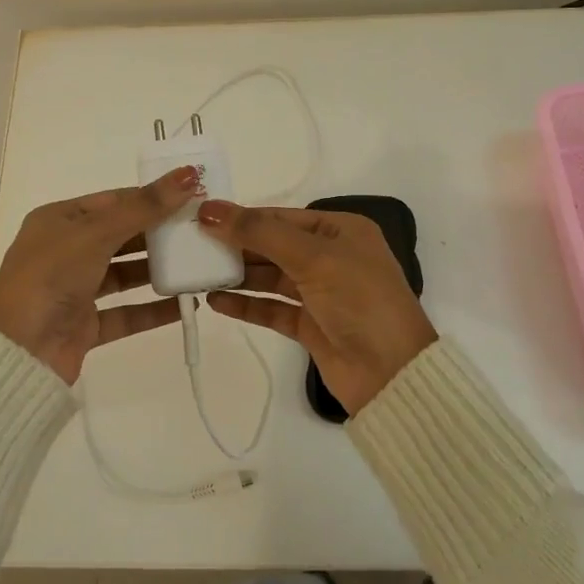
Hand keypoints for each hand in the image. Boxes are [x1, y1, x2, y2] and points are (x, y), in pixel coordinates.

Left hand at [0, 166, 199, 383]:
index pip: (114, 201)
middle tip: (203, 230)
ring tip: (200, 264)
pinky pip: (126, 313)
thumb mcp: (97, 233)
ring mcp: (75, 290)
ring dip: (159, 270)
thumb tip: (188, 174)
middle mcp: (66, 251)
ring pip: (125, 275)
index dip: (152, 197)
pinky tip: (185, 305)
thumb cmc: (51, 276)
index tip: (192, 195)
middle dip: (160, 233)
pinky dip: (153, 310)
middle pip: (122, 236)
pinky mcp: (85, 325)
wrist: (17, 351)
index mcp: (59, 220)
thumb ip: (145, 208)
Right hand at [197, 200, 437, 415]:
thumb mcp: (312, 257)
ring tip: (198, 273)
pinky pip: (271, 308)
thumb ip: (260, 233)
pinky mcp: (309, 325)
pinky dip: (246, 304)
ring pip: (270, 277)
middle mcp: (330, 257)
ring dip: (238, 275)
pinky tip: (216, 301)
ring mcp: (320, 293)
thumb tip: (210, 210)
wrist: (391, 373)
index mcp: (341, 231)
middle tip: (192, 246)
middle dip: (236, 246)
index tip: (201, 218)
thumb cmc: (359, 300)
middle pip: (273, 245)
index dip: (243, 217)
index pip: (282, 217)